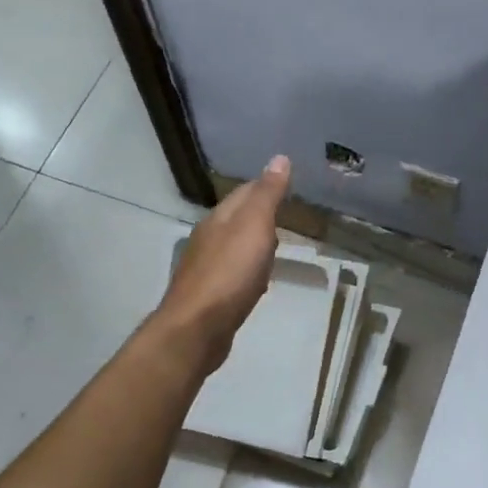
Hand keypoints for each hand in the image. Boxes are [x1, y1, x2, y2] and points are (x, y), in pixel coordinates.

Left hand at [152, 156, 290, 371]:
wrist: (197, 328)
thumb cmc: (229, 274)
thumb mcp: (254, 227)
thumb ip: (267, 194)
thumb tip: (279, 158)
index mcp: (219, 219)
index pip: (244, 192)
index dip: (266, 185)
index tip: (289, 183)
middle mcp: (208, 239)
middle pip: (237, 219)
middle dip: (260, 214)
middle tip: (288, 212)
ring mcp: (206, 268)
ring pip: (235, 246)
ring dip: (254, 243)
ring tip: (277, 244)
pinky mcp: (210, 296)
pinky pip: (234, 274)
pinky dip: (249, 270)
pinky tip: (258, 280)